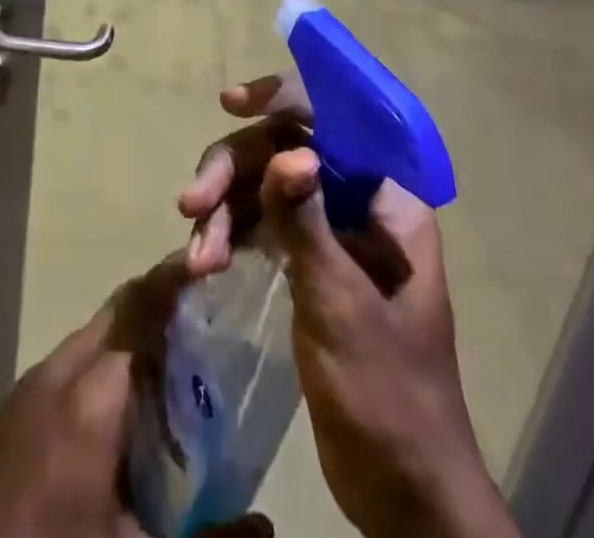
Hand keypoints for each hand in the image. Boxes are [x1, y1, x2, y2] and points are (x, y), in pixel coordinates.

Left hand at [0, 258, 271, 537]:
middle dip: (162, 301)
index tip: (213, 261)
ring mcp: (25, 389)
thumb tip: (269, 524)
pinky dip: (102, 364)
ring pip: (91, 336)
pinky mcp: (9, 410)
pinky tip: (120, 408)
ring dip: (131, 334)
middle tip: (208, 313)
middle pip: (117, 312)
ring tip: (175, 362)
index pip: (141, 309)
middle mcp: (55, 374)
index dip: (177, 279)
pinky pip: (66, 365)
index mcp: (90, 400)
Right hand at [179, 77, 519, 537]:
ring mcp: (328, 229)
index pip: (335, 119)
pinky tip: (203, 264)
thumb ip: (307, 221)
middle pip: (285, 149)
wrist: (402, 492)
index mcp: (387, 198)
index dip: (284, 100)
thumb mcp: (340, 303)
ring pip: (263, 186)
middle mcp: (357, 201)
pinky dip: (228, 237)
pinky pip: (259, 224)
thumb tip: (288, 152)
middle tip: (191, 203)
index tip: (233, 104)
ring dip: (223, 211)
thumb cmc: (386, 392)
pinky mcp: (305, 260)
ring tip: (197, 257)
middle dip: (234, 170)